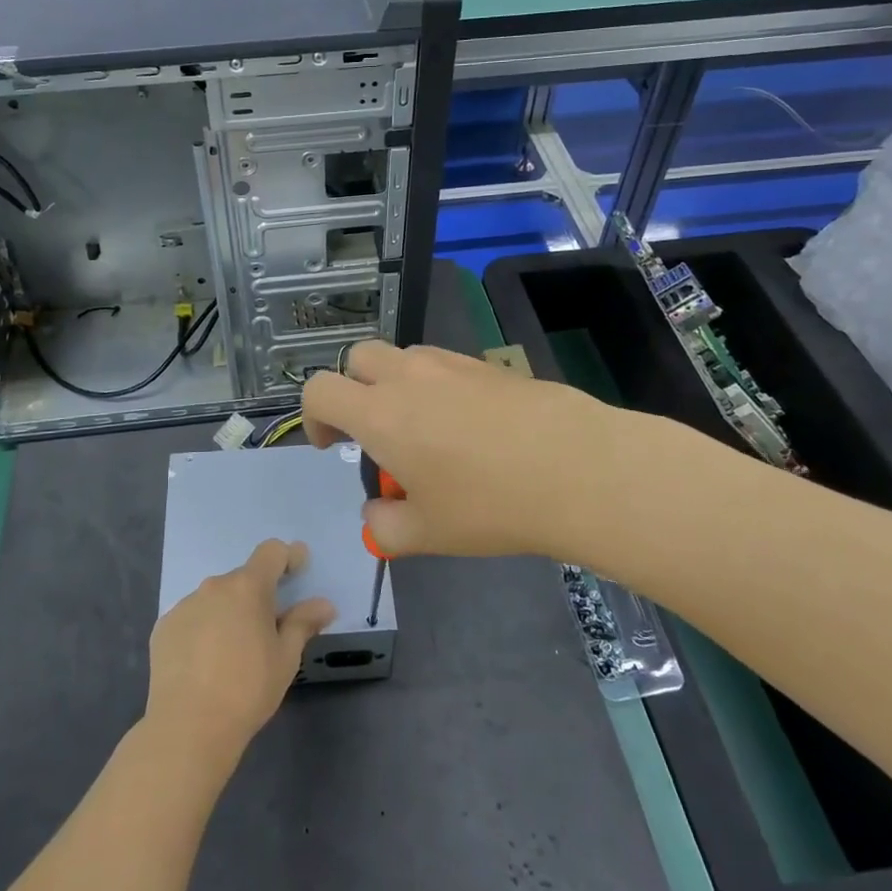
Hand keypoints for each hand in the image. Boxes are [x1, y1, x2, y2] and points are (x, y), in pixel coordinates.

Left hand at [145, 539, 334, 774]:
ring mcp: (184, 606)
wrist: (188, 727)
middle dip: (258, 596)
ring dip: (228, 613)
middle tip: (267, 630)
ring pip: (215, 599)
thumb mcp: (285, 658)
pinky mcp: (163, 628)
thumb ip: (303, 623)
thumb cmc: (248, 689)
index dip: (288, 556)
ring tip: (233, 652)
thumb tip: (324, 604)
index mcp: (247, 587)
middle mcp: (213, 587)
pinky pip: (192, 618)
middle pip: (242, 579)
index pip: (271, 552)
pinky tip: (204, 663)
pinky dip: (203, 630)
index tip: (299, 568)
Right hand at [303, 340, 721, 563]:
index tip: (331, 445)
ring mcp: (451, 365)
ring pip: (402, 357)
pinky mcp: (488, 365)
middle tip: (373, 431)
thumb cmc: (490, 505)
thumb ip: (383, 526)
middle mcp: (407, 378)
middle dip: (352, 388)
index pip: (319, 390)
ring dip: (394, 384)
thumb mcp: (426, 534)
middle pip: (357, 358)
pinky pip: (443, 363)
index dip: (313, 416)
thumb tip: (376, 513)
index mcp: (380, 415)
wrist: (578, 468)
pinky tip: (467, 424)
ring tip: (423, 428)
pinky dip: (435, 384)